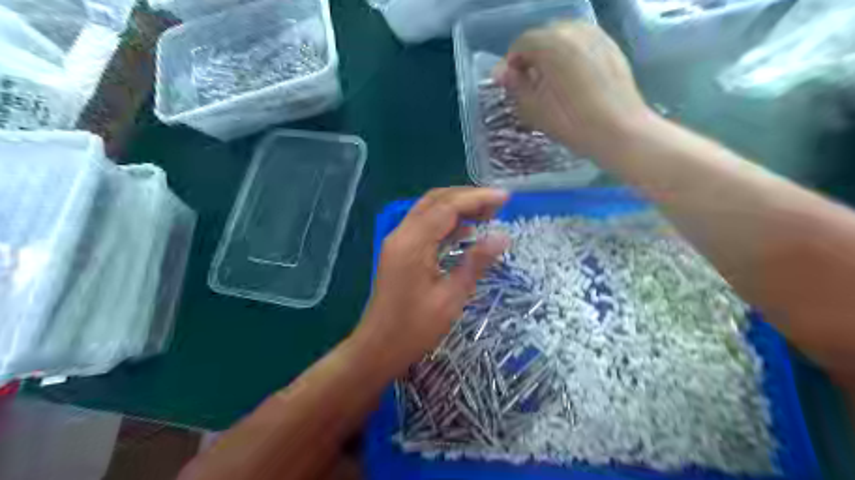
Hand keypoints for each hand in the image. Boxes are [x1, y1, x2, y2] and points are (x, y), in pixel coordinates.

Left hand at [352, 187, 508, 379]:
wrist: (378, 348)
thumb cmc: (415, 328)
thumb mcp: (451, 297)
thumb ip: (475, 262)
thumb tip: (502, 237)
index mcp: (413, 243)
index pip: (447, 207)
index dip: (478, 198)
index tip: (505, 198)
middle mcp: (402, 234)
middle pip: (436, 201)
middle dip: (468, 198)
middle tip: (498, 205)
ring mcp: (398, 242)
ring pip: (429, 211)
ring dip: (457, 208)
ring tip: (488, 214)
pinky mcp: (399, 251)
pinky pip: (424, 226)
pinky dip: (446, 223)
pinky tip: (466, 231)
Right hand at [498, 20, 651, 157]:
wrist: (619, 130)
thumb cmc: (570, 121)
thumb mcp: (533, 108)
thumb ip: (515, 85)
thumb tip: (502, 72)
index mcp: (550, 42)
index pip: (520, 44)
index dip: (511, 64)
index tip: (509, 85)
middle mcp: (573, 29)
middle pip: (543, 37)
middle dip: (532, 57)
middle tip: (529, 84)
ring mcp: (595, 35)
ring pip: (564, 38)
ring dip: (551, 55)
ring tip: (551, 81)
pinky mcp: (611, 46)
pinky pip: (582, 44)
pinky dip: (570, 56)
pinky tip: (572, 80)